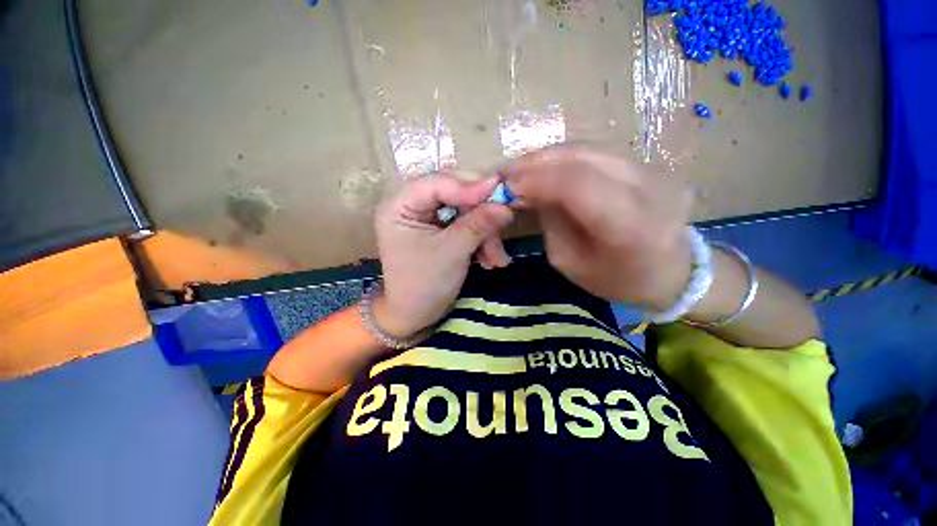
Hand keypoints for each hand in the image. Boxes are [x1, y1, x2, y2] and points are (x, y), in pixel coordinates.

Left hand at [372, 174, 513, 337]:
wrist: (415, 315)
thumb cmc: (423, 285)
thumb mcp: (451, 253)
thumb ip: (477, 226)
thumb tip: (505, 206)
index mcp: (400, 205)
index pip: (437, 182)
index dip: (469, 186)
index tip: (499, 191)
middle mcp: (413, 204)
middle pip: (455, 193)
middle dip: (481, 214)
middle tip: (502, 227)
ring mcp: (429, 217)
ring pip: (466, 210)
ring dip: (485, 233)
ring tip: (495, 258)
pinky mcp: (441, 229)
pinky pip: (467, 224)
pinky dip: (481, 240)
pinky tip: (489, 260)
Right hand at [503, 146, 693, 309]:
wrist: (673, 272)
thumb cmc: (616, 279)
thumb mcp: (570, 261)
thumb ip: (550, 221)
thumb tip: (529, 189)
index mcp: (630, 226)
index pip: (578, 184)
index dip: (538, 178)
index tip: (506, 183)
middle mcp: (650, 188)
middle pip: (583, 156)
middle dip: (537, 161)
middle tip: (507, 171)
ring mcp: (655, 170)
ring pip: (590, 147)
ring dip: (549, 156)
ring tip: (522, 168)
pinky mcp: (650, 164)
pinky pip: (598, 152)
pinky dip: (566, 157)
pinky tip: (547, 166)